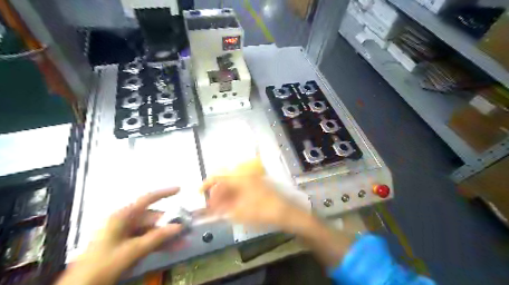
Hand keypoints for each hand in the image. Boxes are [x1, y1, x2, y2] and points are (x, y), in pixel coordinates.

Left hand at [55, 188, 182, 283]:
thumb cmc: (102, 265)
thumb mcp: (131, 251)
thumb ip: (156, 238)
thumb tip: (178, 227)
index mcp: (121, 217)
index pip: (146, 199)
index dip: (163, 193)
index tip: (179, 189)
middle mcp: (124, 222)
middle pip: (152, 218)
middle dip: (169, 224)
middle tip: (186, 229)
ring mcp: (124, 235)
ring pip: (151, 230)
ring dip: (166, 236)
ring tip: (182, 242)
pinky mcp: (125, 246)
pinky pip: (146, 240)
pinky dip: (158, 244)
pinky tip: (171, 248)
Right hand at [200, 175, 307, 231]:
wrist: (285, 212)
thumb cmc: (262, 211)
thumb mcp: (239, 213)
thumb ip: (222, 209)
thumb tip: (211, 208)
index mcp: (240, 178)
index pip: (218, 175)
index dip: (206, 183)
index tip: (199, 193)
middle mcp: (245, 175)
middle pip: (225, 181)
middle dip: (216, 193)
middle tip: (212, 207)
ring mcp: (252, 180)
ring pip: (233, 185)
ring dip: (225, 195)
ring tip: (220, 209)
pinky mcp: (256, 185)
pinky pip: (241, 188)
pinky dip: (233, 196)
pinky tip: (231, 207)